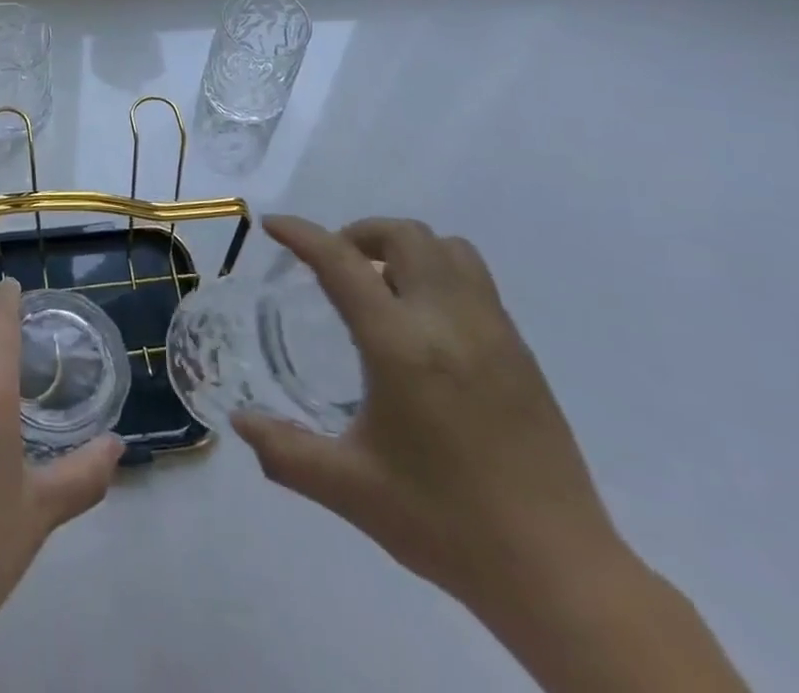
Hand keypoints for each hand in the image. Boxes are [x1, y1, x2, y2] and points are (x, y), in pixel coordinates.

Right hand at [233, 216, 622, 621]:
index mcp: (401, 347)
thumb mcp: (351, 490)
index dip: (302, 234)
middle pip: (403, 236)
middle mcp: (448, 321)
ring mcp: (493, 330)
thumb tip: (239, 422)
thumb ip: (285, 452)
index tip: (273, 225)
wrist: (559, 573)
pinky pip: (474, 277)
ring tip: (382, 286)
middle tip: (335, 266)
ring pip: (447, 247)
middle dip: (359, 235)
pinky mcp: (520, 349)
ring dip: (405, 248)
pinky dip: (439, 271)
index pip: (342, 263)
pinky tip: (425, 322)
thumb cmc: (445, 524)